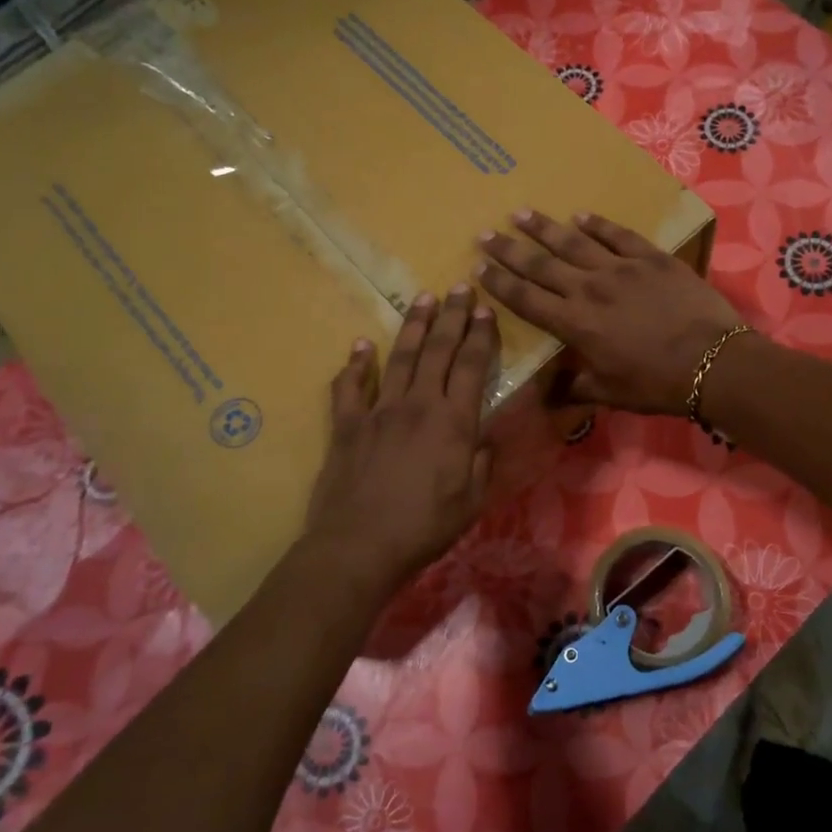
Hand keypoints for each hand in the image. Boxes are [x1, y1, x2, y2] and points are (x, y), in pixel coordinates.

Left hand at [303, 286, 495, 591]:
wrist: (359, 545)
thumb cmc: (425, 527)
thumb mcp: (472, 500)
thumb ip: (481, 462)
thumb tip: (484, 436)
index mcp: (453, 422)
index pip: (472, 366)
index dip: (480, 335)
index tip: (484, 309)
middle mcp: (418, 405)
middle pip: (437, 350)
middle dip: (451, 316)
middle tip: (458, 286)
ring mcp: (378, 411)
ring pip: (399, 357)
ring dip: (412, 326)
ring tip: (421, 299)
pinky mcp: (347, 425)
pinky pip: (349, 387)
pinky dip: (355, 364)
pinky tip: (361, 345)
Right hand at [476, 211, 745, 414]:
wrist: (713, 361)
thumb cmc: (658, 384)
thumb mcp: (610, 393)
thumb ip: (574, 387)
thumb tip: (544, 394)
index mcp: (575, 324)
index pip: (526, 299)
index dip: (499, 284)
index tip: (478, 269)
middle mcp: (589, 289)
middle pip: (540, 264)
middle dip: (509, 250)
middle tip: (485, 234)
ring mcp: (621, 268)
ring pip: (573, 242)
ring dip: (543, 228)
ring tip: (520, 214)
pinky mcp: (650, 257)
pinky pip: (617, 234)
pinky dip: (597, 224)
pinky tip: (580, 215)